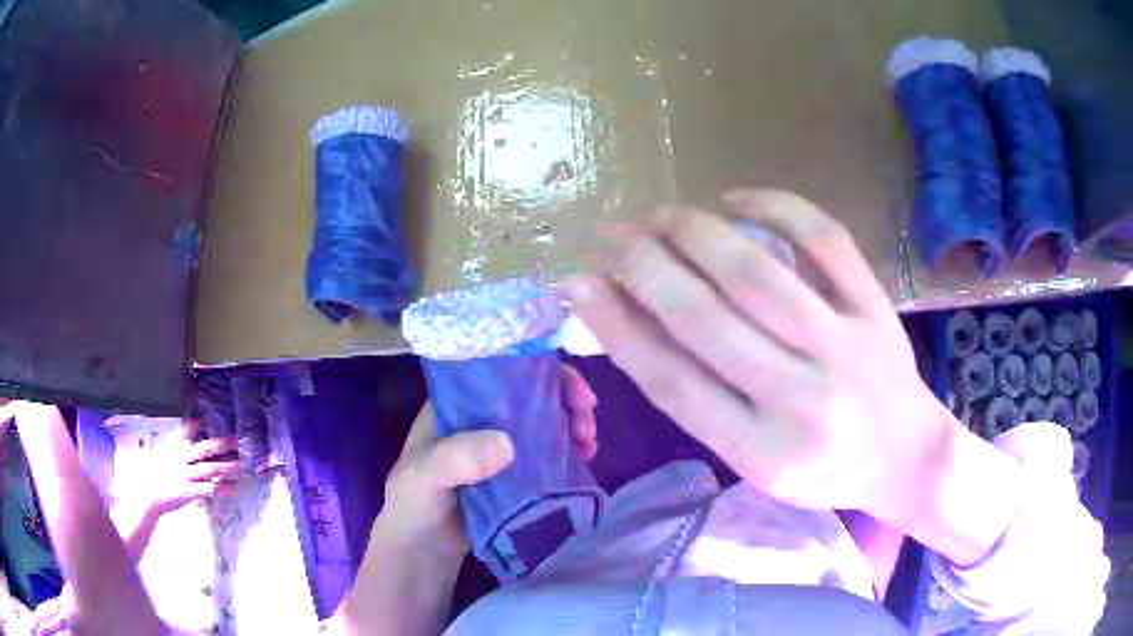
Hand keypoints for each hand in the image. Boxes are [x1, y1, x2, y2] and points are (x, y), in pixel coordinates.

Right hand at [126, 419, 240, 515]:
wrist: (146, 492)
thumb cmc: (152, 471)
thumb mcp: (161, 450)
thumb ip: (175, 442)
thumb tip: (190, 429)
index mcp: (172, 444)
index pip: (187, 428)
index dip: (199, 423)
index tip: (212, 418)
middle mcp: (181, 457)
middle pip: (204, 448)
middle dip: (221, 444)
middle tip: (236, 440)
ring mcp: (187, 475)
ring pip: (211, 469)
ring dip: (227, 466)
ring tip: (241, 463)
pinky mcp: (191, 491)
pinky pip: (211, 489)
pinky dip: (224, 488)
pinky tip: (235, 486)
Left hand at [377, 362, 598, 560]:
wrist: (424, 547)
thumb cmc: (414, 503)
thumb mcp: (423, 476)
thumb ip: (455, 458)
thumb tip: (507, 445)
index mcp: (458, 403)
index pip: (504, 370)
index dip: (542, 372)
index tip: (571, 390)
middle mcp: (484, 417)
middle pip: (534, 392)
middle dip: (567, 398)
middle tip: (587, 421)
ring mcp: (502, 445)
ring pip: (547, 420)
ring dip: (574, 423)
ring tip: (588, 443)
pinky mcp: (518, 473)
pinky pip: (551, 453)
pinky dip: (571, 450)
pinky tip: (585, 458)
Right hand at [567, 189, 952, 526]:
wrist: (904, 455)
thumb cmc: (821, 468)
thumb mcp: (752, 460)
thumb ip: (700, 398)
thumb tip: (634, 322)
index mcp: (760, 452)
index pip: (672, 381)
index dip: (617, 325)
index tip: (579, 284)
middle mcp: (801, 400)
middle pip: (708, 320)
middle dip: (646, 267)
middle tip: (612, 235)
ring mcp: (846, 347)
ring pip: (758, 275)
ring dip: (696, 233)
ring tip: (660, 214)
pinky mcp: (876, 310)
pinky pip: (825, 241)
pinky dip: (777, 207)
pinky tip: (735, 197)